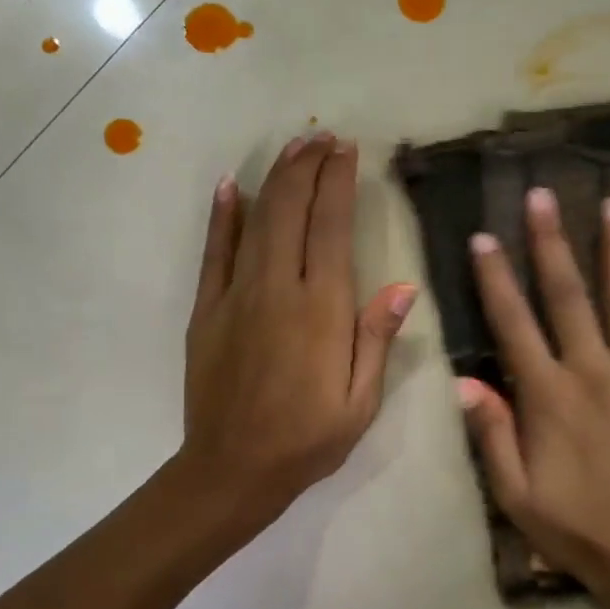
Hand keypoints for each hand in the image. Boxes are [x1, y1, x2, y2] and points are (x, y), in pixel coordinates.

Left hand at [181, 133, 416, 526]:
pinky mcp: (207, 309)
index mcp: (321, 310)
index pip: (330, 227)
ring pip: (256, 221)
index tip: (347, 151)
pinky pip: (215, 252)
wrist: (232, 469)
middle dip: (307, 167)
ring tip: (293, 149)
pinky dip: (223, 216)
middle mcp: (277, 289)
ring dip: (275, 180)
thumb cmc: (308, 439)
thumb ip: (375, 338)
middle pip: (291, 210)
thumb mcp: (360, 401)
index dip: (338, 183)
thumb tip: (402, 286)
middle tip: (322, 138)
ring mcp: (236, 295)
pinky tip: (232, 186)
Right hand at [459, 187, 609, 608]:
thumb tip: (463, 380)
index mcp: (548, 397)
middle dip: (552, 243)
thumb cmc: (576, 528)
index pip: (514, 324)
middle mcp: (594, 373)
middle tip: (543, 195)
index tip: (484, 237)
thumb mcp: (515, 494)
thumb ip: (491, 434)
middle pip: (569, 296)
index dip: (496, 278)